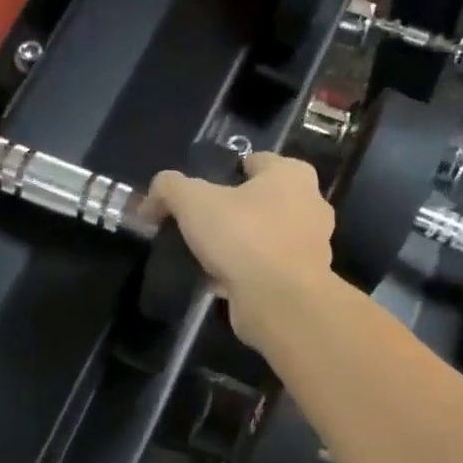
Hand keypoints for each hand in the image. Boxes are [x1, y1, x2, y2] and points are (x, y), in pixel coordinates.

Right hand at [150, 152, 335, 350]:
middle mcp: (310, 206)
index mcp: (292, 175)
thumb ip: (169, 188)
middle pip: (262, 202)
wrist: (280, 300)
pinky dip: (246, 274)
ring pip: (266, 238)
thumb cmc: (243, 235)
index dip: (225, 172)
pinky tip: (218, 282)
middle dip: (234, 212)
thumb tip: (152, 200)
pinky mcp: (303, 282)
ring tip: (205, 256)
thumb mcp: (192, 201)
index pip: (256, 161)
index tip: (200, 192)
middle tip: (201, 225)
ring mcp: (310, 247)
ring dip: (240, 246)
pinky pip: (267, 270)